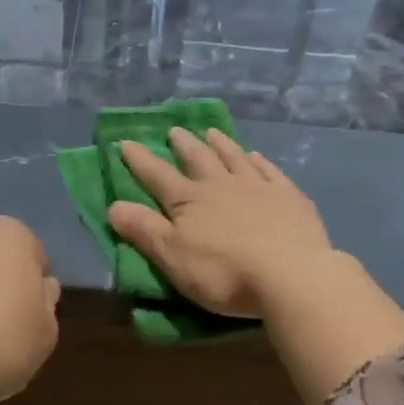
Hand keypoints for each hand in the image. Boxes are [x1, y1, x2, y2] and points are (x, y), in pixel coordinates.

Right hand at [107, 129, 333, 318]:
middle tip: (174, 130)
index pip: (157, 176)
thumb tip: (113, 205)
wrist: (290, 273)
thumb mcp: (172, 257)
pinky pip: (269, 171)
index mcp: (188, 201)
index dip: (139, 160)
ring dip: (220, 144)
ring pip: (234, 157)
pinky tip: (256, 156)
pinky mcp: (288, 196)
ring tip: (211, 132)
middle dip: (183, 145)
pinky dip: (259, 161)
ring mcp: (257, 187)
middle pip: (198, 158)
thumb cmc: (223, 272)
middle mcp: (220, 185)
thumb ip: (143, 230)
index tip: (125, 141)